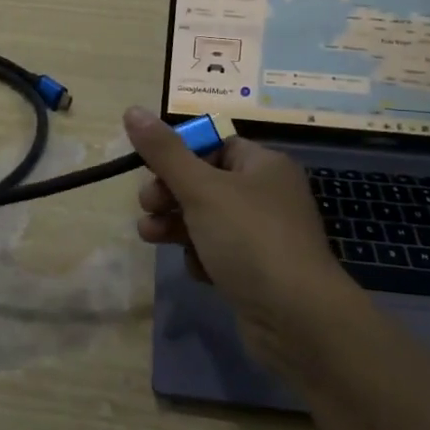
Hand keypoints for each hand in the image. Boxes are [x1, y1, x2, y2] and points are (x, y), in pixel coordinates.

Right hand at [124, 106, 360, 374]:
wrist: (298, 319)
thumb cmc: (250, 240)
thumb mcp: (201, 189)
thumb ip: (164, 152)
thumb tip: (132, 110)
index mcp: (263, 165)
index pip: (213, 145)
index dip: (178, 155)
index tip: (148, 170)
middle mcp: (266, 194)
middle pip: (204, 182)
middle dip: (169, 193)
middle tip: (148, 206)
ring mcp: (263, 234)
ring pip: (205, 219)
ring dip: (175, 225)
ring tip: (150, 236)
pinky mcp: (256, 270)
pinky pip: (218, 251)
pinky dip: (201, 256)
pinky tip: (198, 268)